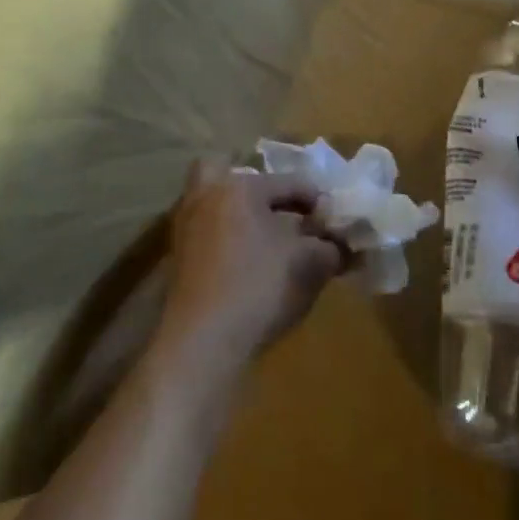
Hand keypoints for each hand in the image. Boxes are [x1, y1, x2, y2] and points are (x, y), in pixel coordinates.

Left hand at [155, 157, 346, 383]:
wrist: (204, 342)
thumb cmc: (261, 288)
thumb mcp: (311, 265)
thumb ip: (332, 247)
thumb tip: (341, 245)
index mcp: (240, 186)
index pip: (290, 182)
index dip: (318, 202)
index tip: (335, 223)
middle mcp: (207, 196)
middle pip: (234, 178)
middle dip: (261, 191)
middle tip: (285, 214)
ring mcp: (186, 226)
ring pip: (217, 204)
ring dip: (243, 216)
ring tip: (272, 243)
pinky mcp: (178, 258)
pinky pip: (209, 232)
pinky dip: (229, 239)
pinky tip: (251, 264)